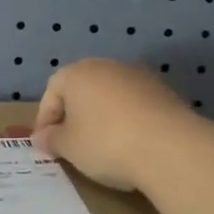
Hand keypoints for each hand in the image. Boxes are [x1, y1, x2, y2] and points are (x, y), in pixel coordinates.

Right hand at [32, 59, 199, 190]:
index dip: (45, 119)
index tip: (46, 145)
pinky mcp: (163, 90)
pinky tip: (130, 143)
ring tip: (102, 146)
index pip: (52, 91)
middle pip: (81, 88)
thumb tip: (42, 137)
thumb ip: (51, 140)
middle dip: (74, 114)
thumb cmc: (106, 143)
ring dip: (102, 116)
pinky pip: (134, 104)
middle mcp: (105, 65)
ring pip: (110, 95)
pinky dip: (127, 119)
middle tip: (71, 143)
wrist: (170, 147)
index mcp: (76, 73)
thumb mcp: (69, 147)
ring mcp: (138, 75)